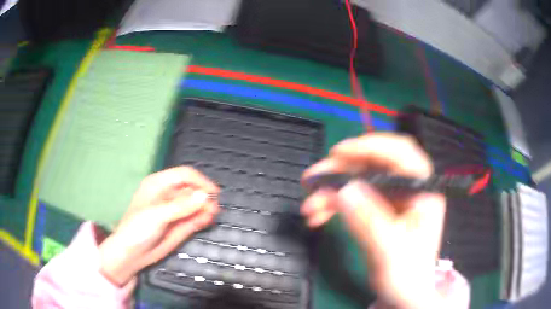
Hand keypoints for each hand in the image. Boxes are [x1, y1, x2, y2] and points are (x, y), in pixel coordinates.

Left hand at [99, 166, 219, 285]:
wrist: (133, 254)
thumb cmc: (138, 229)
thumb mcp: (157, 215)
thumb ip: (180, 206)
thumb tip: (204, 196)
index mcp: (159, 184)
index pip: (184, 175)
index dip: (199, 181)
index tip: (213, 192)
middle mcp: (168, 194)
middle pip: (192, 189)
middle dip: (204, 196)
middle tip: (214, 208)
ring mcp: (175, 211)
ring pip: (196, 204)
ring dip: (206, 208)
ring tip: (212, 215)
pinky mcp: (180, 225)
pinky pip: (195, 218)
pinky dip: (203, 218)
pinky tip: (207, 221)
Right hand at [301, 133, 445, 308]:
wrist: (402, 293)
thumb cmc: (405, 274)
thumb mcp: (389, 251)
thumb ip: (369, 221)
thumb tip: (343, 190)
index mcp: (422, 191)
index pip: (401, 153)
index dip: (370, 146)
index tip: (338, 153)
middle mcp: (407, 189)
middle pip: (373, 164)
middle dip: (341, 171)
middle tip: (312, 179)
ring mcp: (391, 198)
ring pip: (359, 181)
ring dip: (331, 191)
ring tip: (309, 206)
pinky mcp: (378, 209)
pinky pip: (353, 198)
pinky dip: (333, 204)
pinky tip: (318, 215)